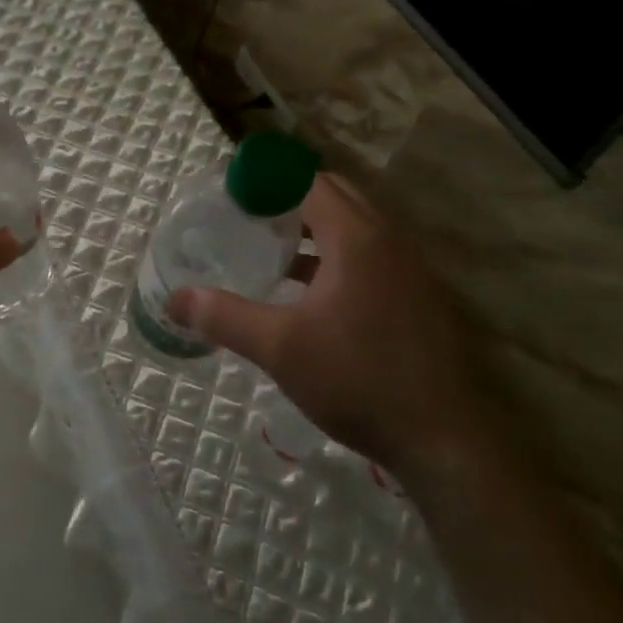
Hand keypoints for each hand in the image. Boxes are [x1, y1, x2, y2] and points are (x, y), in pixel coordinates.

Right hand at [168, 173, 490, 476]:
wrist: (447, 442)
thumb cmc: (359, 380)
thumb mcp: (280, 348)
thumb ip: (224, 317)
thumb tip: (175, 299)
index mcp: (357, 238)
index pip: (308, 181)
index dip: (267, 181)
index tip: (231, 194)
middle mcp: (389, 241)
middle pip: (334, 196)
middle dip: (289, 199)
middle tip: (247, 217)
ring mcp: (410, 269)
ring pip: (355, 227)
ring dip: (314, 228)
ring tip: (271, 250)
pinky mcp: (419, 297)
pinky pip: (370, 255)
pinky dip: (336, 255)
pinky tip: (309, 292)